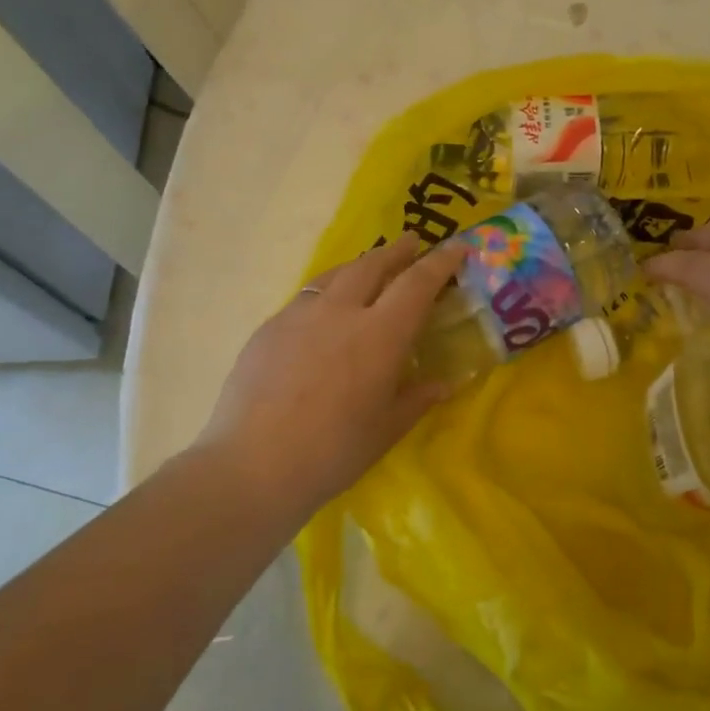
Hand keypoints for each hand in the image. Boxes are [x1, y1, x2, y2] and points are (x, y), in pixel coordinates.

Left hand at [196, 234, 469, 518]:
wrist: (252, 465)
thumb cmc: (333, 452)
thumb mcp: (386, 429)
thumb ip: (417, 398)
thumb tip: (442, 384)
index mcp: (380, 334)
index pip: (417, 283)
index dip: (440, 261)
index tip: (456, 247)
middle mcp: (341, 311)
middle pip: (373, 265)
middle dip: (397, 251)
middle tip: (411, 245)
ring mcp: (299, 315)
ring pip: (335, 274)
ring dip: (360, 265)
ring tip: (369, 268)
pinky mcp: (269, 328)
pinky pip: (306, 297)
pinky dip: (327, 291)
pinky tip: (324, 313)